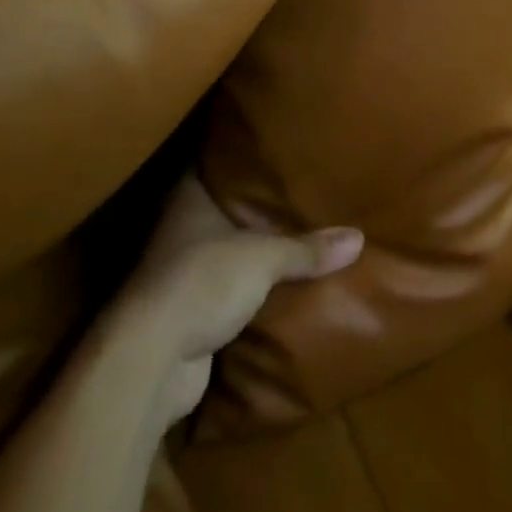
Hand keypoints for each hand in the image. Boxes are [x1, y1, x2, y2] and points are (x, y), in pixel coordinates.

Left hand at [114, 175, 362, 425]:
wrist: (153, 358)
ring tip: (296, 242)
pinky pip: (228, 294)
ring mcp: (182, 271)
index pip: (218, 165)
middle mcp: (181, 228)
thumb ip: (306, 248)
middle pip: (224, 211)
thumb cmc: (203, 281)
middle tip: (298, 197)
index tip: (276, 153)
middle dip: (256, 211)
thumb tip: (358, 237)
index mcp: (190, 198)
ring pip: (227, 254)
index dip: (245, 160)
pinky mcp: (189, 313)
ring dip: (252, 257)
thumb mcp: (263, 258)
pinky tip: (278, 293)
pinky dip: (248, 295)